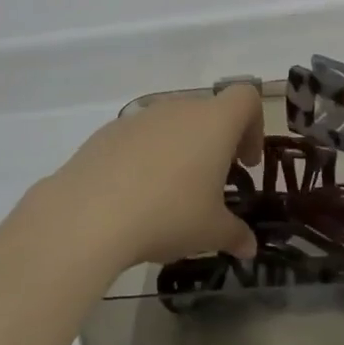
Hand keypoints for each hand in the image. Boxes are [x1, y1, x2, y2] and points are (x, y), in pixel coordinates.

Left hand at [30, 85, 264, 269]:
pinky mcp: (108, 131)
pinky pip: (140, 137)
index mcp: (213, 122)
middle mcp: (178, 108)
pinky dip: (147, 157)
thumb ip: (236, 234)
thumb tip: (248, 246)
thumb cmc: (168, 214)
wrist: (90, 213)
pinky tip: (135, 195)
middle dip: (216, 144)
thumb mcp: (211, 232)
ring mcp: (140, 116)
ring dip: (180, 150)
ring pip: (172, 124)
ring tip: (171, 194)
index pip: (245, 98)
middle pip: (207, 112)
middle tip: (212, 185)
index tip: (245, 163)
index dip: (253, 126)